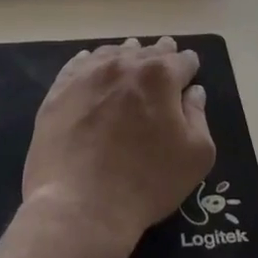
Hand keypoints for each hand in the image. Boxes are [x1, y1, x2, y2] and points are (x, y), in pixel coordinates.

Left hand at [23, 37, 214, 251]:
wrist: (81, 206)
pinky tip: (92, 67)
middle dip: (160, 55)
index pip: (182, 60)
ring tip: (130, 61)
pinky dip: (91, 63)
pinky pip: (78, 65)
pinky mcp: (59, 91)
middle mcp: (124, 65)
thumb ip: (198, 115)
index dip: (188, 66)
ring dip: (126, 57)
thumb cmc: (147, 182)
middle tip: (164, 58)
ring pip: (112, 53)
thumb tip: (193, 92)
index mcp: (160, 76)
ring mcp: (87, 75)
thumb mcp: (196, 155)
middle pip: (147, 51)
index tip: (189, 71)